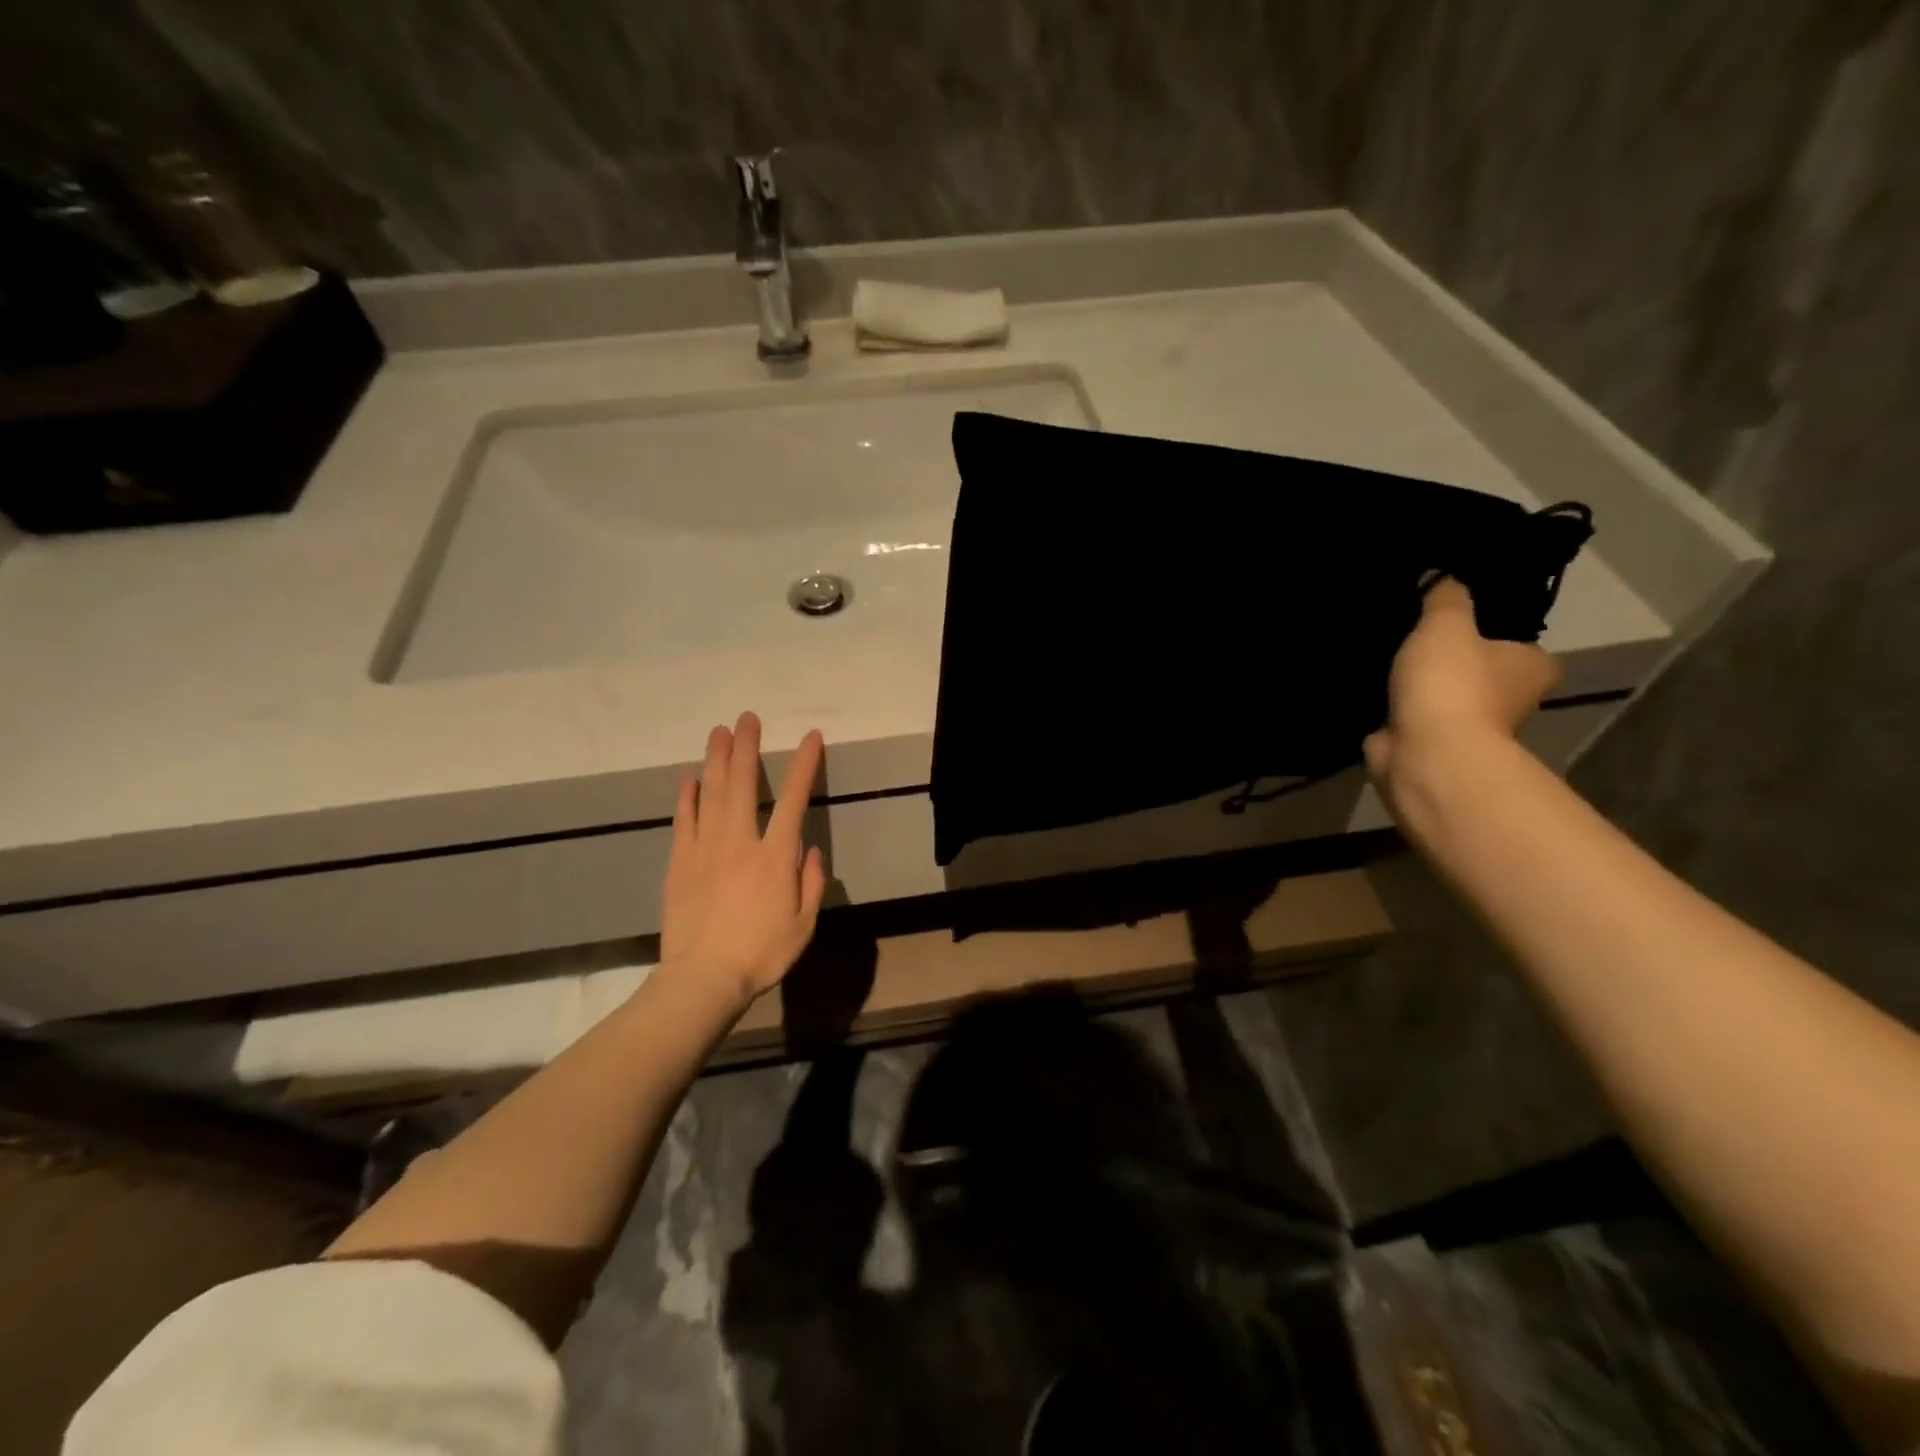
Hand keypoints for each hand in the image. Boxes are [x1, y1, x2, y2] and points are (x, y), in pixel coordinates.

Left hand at [661, 712, 826, 1006]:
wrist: (702, 979)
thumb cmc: (760, 953)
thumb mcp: (803, 925)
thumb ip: (811, 883)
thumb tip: (810, 849)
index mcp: (775, 856)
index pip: (793, 799)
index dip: (803, 766)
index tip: (810, 738)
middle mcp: (739, 842)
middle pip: (742, 784)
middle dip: (746, 748)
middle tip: (746, 718)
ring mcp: (704, 849)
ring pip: (710, 794)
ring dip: (716, 760)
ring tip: (719, 732)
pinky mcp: (679, 863)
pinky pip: (683, 821)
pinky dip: (686, 797)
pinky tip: (688, 778)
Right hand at [1364, 578, 1561, 797]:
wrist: (1425, 752)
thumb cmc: (1451, 683)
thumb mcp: (1446, 623)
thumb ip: (1446, 598)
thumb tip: (1444, 579)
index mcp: (1532, 668)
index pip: (1517, 643)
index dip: (1488, 631)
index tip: (1455, 622)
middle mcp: (1511, 701)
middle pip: (1479, 672)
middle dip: (1450, 662)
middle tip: (1412, 637)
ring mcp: (1469, 728)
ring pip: (1442, 697)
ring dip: (1419, 688)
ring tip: (1385, 660)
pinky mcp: (1431, 746)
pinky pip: (1412, 718)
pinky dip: (1396, 711)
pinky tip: (1373, 692)